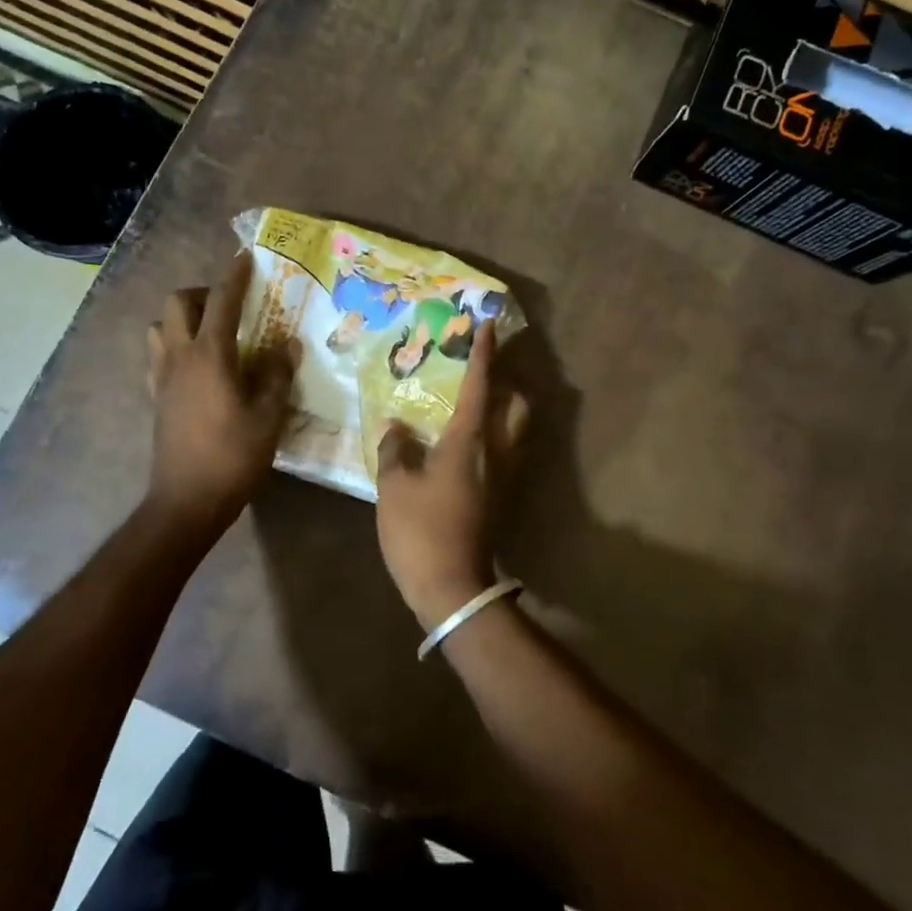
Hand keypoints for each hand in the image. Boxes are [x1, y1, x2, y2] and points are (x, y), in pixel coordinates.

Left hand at [145, 252, 297, 527]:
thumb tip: (288, 344)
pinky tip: (197, 367)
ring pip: (159, 327)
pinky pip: (158, 356)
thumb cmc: (233, 456)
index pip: (221, 301)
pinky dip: (174, 346)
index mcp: (209, 355)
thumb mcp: (269, 415)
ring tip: (211, 334)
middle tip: (229, 306)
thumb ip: (279, 374)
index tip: (245, 258)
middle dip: (201, 293)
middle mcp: (179, 357)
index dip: (234, 276)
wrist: (187, 500)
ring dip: (181, 319)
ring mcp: (161, 377)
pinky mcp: (155, 397)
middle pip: (176, 303)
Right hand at [375, 322, 528, 629]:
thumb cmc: (420, 530)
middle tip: (484, 372)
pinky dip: (496, 435)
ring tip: (478, 403)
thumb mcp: (394, 486)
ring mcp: (505, 477)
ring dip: (505, 408)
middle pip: (517, 405)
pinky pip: (507, 452)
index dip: (483, 353)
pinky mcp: (503, 498)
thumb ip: (396, 449)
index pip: (480, 385)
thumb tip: (397, 427)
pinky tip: (471, 443)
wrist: (452, 586)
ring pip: (517, 430)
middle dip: (507, 381)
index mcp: (470, 441)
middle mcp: (497, 452)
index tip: (488, 325)